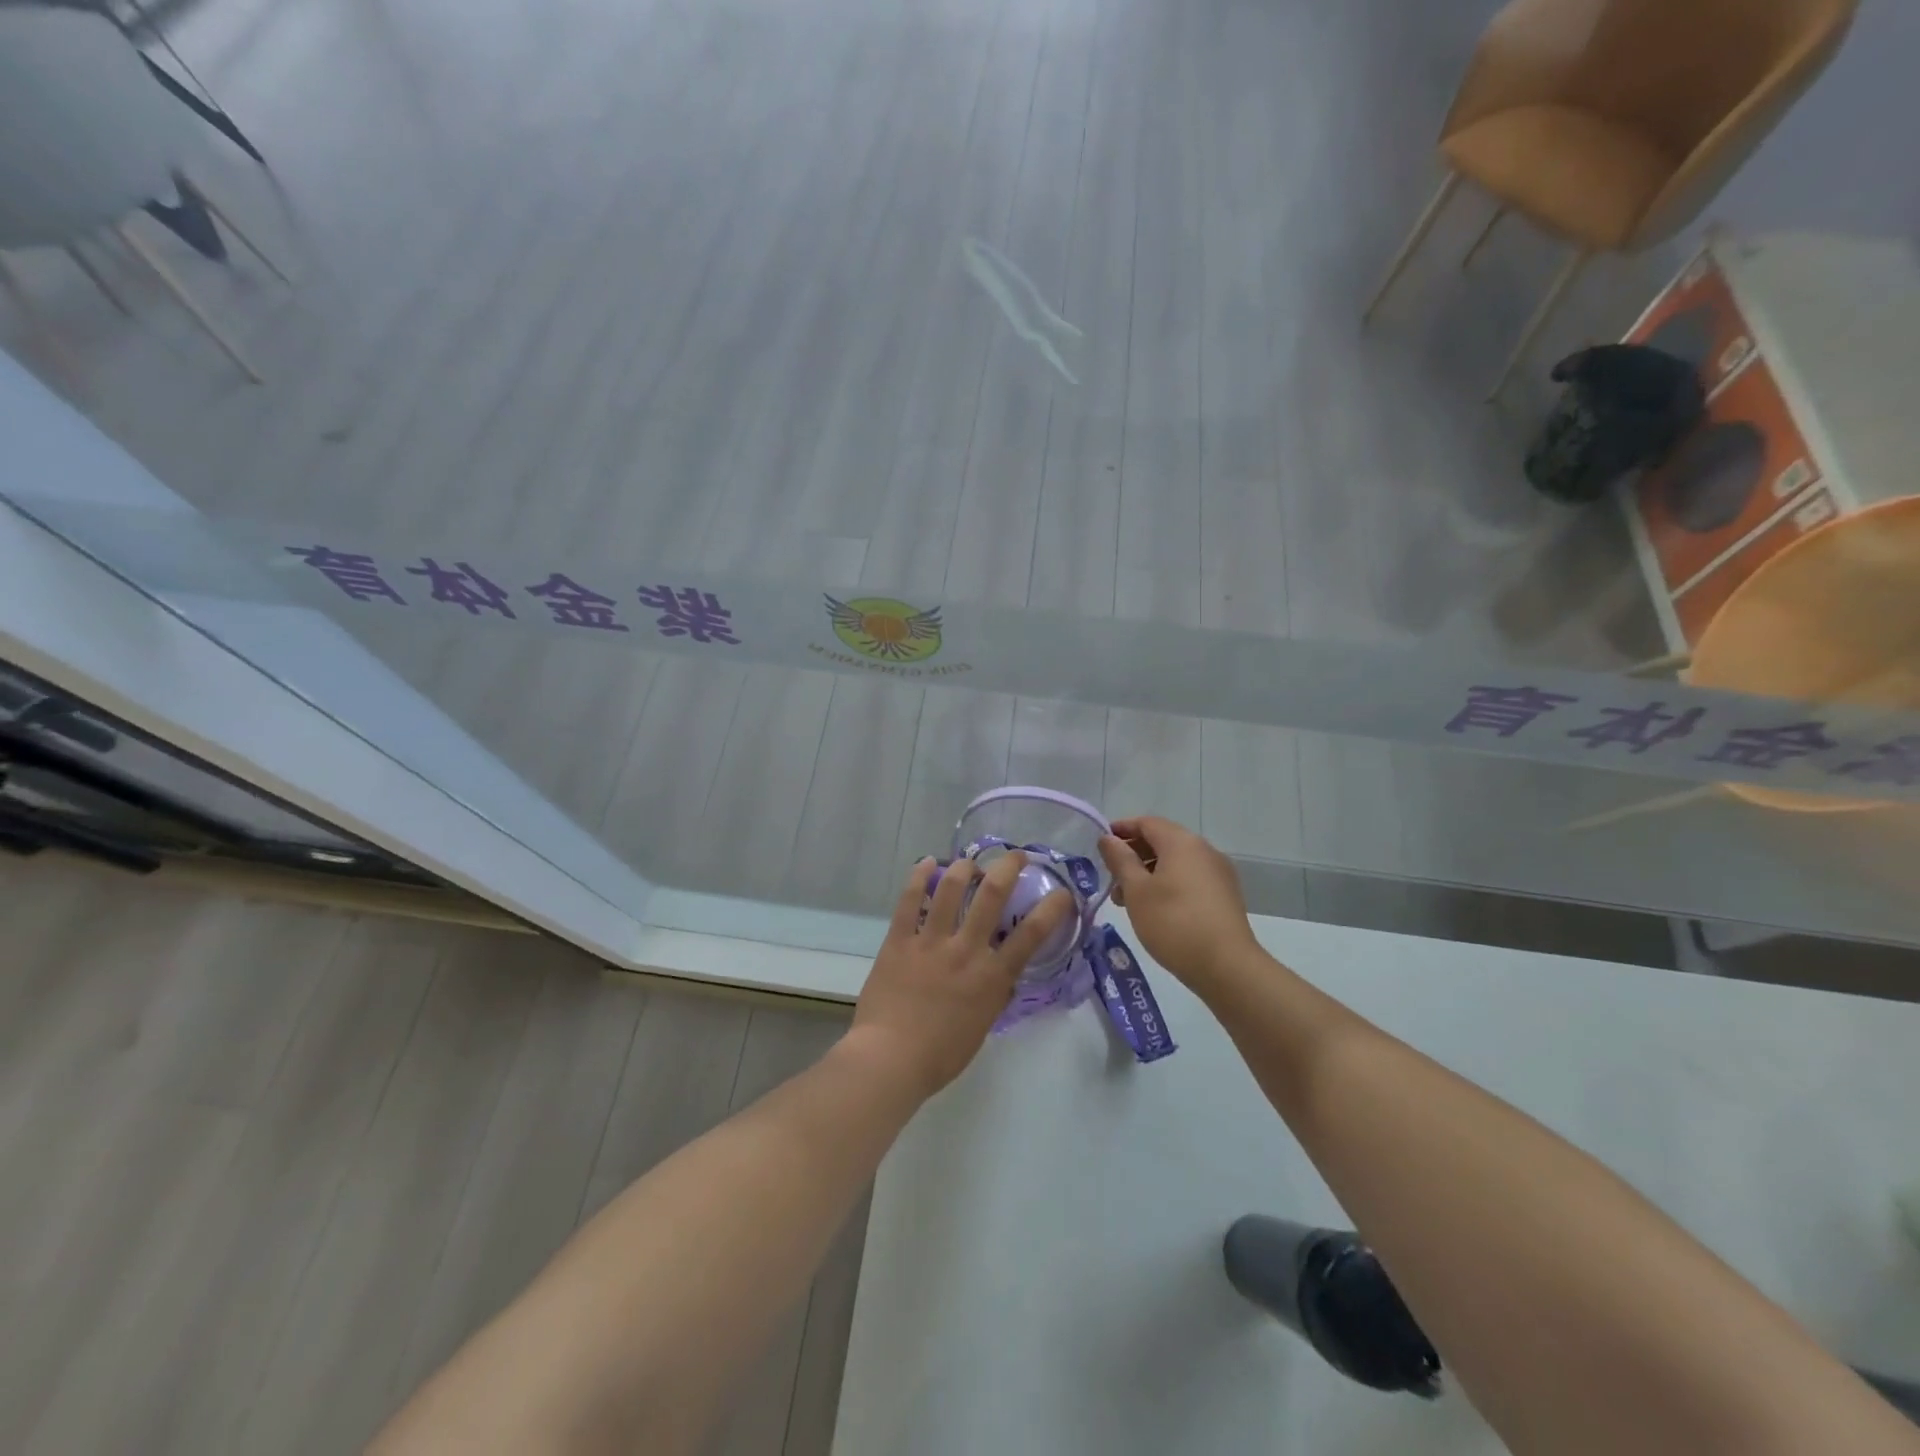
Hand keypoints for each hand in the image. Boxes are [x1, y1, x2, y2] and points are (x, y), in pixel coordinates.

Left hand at [848, 853, 1073, 1099]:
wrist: (890, 1059)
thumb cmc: (941, 1055)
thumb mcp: (982, 1026)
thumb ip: (994, 995)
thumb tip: (1002, 974)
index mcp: (991, 976)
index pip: (1032, 933)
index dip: (1053, 907)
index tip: (1061, 892)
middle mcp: (966, 949)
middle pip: (992, 894)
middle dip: (1008, 867)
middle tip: (1016, 856)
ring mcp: (931, 941)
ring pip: (950, 888)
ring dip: (964, 867)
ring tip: (969, 862)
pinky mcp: (899, 940)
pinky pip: (909, 900)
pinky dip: (918, 877)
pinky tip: (927, 862)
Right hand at [1098, 816, 1259, 988]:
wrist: (1227, 967)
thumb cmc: (1173, 923)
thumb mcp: (1137, 891)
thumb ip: (1120, 860)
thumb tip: (1108, 839)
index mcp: (1182, 842)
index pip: (1147, 823)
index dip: (1121, 829)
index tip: (1101, 844)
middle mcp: (1204, 850)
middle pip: (1162, 841)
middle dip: (1133, 855)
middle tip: (1110, 877)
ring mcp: (1218, 873)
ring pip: (1175, 863)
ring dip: (1148, 873)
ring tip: (1126, 901)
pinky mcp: (1224, 896)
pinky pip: (1189, 879)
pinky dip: (1167, 885)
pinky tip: (1153, 910)